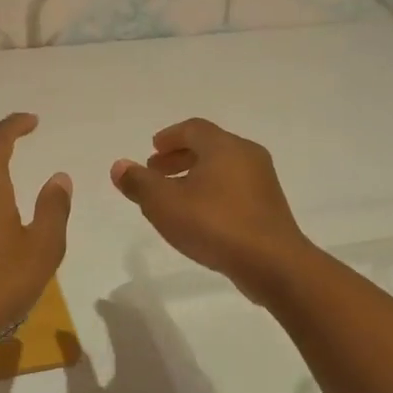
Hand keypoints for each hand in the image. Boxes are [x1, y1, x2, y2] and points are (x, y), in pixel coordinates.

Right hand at [110, 118, 316, 302]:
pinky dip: (213, 192)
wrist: (273, 263)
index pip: (193, 128)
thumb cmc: (215, 224)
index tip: (153, 150)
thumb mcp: (165, 204)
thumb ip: (139, 183)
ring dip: (195, 176)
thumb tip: (119, 166)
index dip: (170, 137)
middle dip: (179, 157)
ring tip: (174, 197)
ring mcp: (263, 182)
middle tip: (156, 172)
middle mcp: (247, 155)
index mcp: (223, 146)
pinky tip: (200, 216)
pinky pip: (235, 189)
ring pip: (223, 169)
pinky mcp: (270, 207)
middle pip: (209, 147)